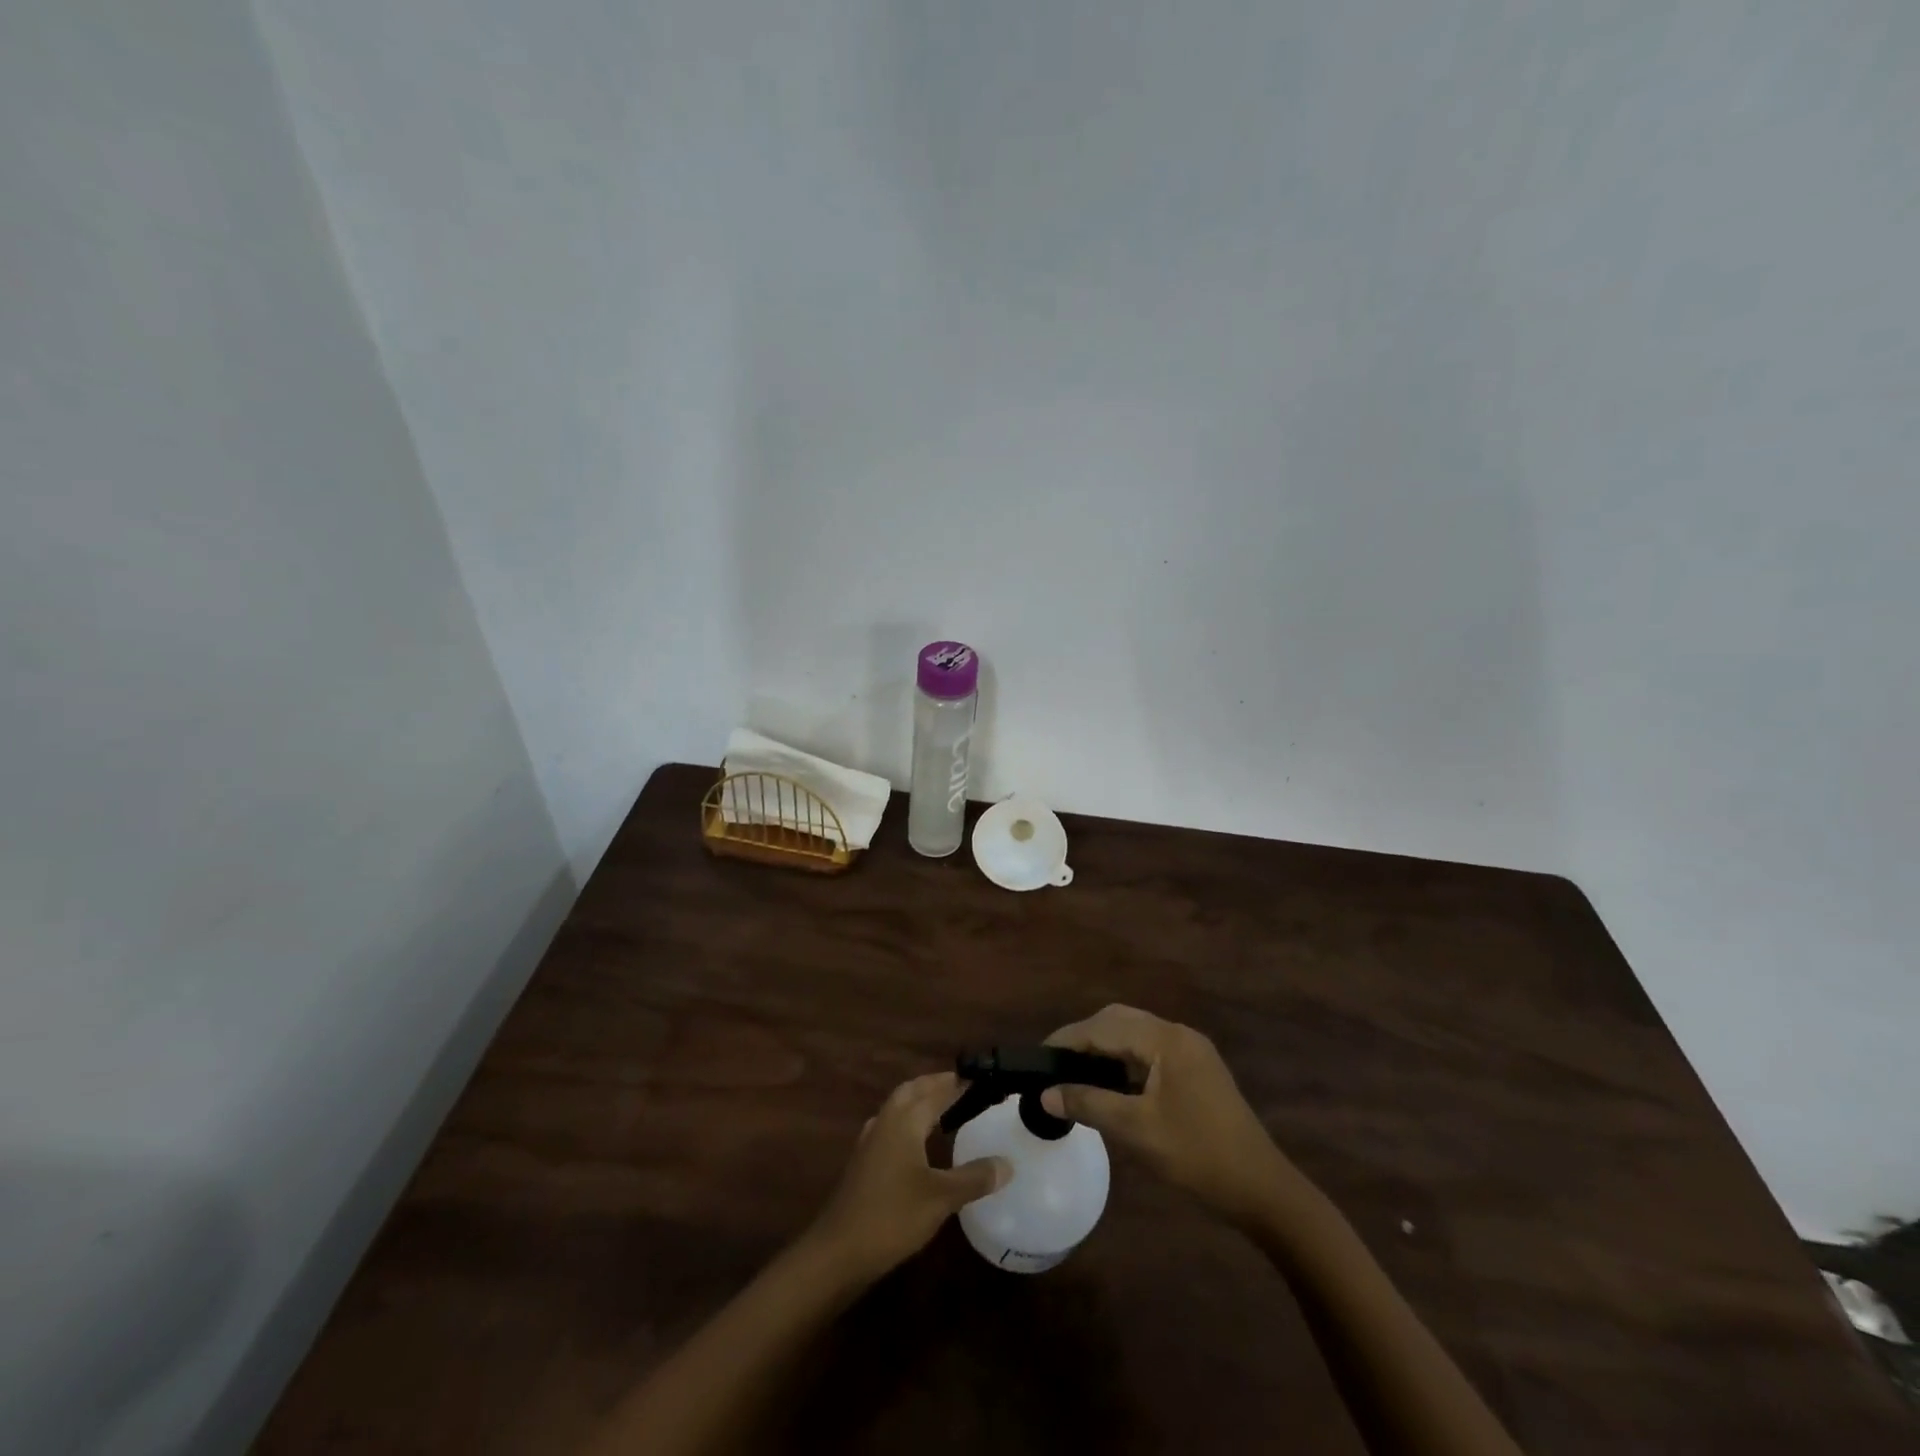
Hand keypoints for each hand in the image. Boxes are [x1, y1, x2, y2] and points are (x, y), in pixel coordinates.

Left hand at [804, 1072, 1010, 1284]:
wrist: (839, 1250)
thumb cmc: (892, 1216)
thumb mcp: (941, 1198)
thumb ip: (974, 1177)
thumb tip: (1008, 1163)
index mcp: (905, 1120)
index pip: (936, 1090)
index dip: (958, 1083)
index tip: (980, 1078)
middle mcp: (886, 1121)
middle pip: (912, 1091)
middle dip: (935, 1084)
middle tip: (962, 1086)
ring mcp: (871, 1140)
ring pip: (898, 1106)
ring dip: (918, 1100)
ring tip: (943, 1107)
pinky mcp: (863, 1161)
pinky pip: (890, 1126)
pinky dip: (907, 1121)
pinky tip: (914, 1141)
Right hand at [1041, 1005, 1306, 1227]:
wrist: (1262, 1188)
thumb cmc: (1197, 1155)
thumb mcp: (1137, 1131)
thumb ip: (1089, 1104)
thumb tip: (1046, 1094)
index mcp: (1166, 1040)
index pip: (1104, 1026)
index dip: (1068, 1038)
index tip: (1038, 1055)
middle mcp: (1179, 1034)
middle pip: (1119, 1020)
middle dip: (1085, 1037)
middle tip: (1055, 1064)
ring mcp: (1192, 1051)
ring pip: (1135, 1034)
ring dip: (1105, 1047)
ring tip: (1076, 1072)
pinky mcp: (1198, 1070)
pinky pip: (1151, 1051)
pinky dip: (1125, 1060)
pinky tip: (1111, 1083)